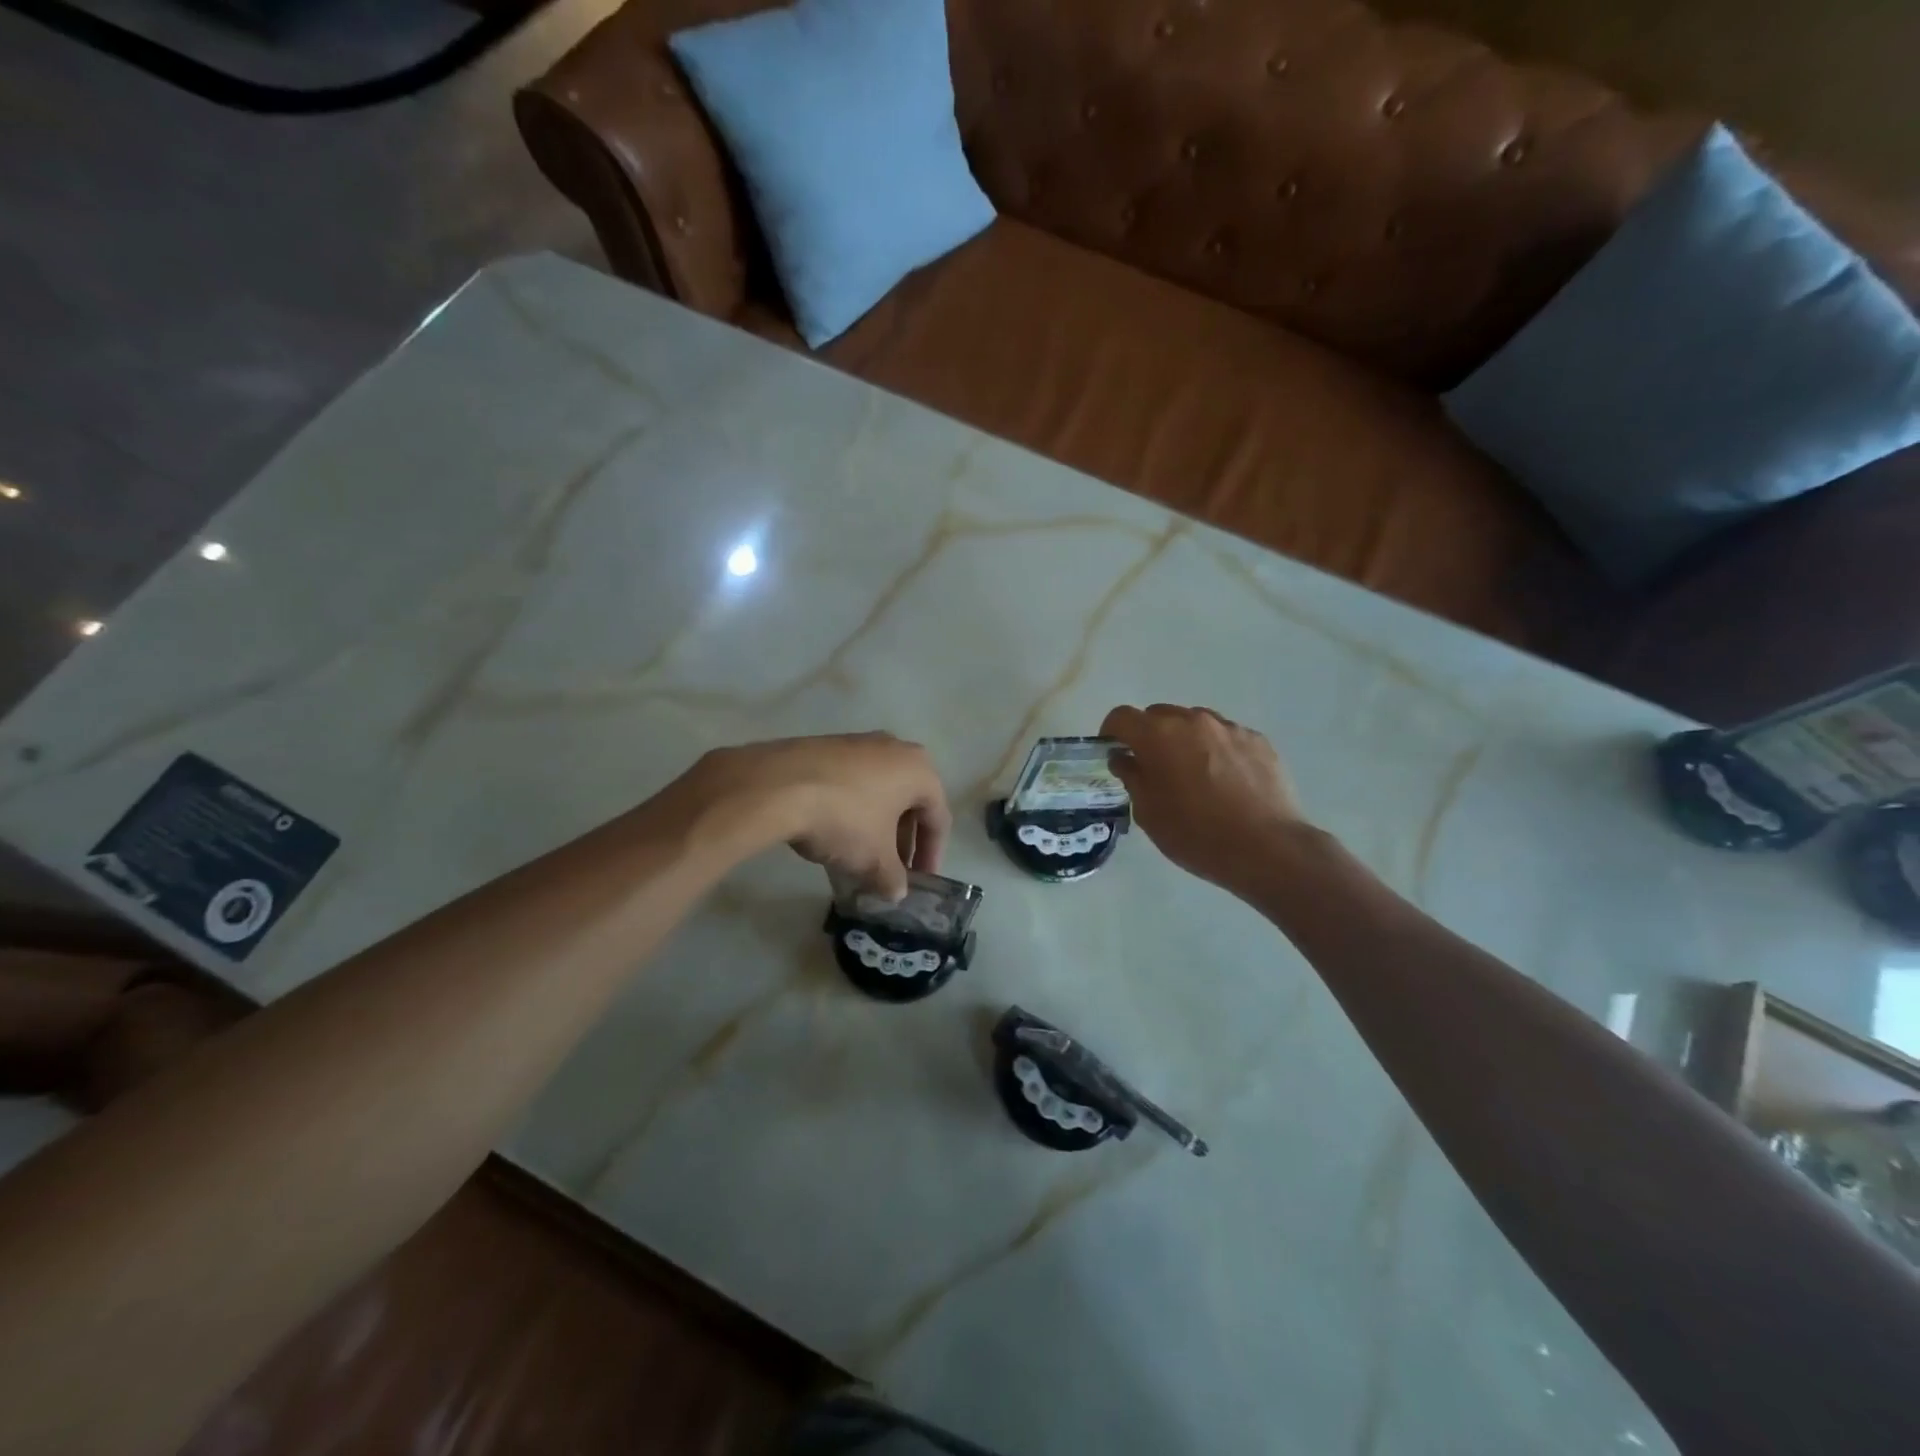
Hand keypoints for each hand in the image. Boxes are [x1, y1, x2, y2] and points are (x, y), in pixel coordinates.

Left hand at [675, 732, 950, 899]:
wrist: (777, 785)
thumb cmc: (844, 819)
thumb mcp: (874, 860)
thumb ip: (893, 878)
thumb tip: (896, 891)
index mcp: (919, 770)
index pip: (938, 818)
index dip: (932, 855)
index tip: (921, 882)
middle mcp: (895, 748)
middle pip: (909, 802)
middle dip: (902, 840)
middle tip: (892, 870)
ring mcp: (858, 743)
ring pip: (879, 791)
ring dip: (876, 826)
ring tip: (861, 857)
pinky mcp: (826, 746)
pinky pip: (852, 783)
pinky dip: (851, 810)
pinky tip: (833, 835)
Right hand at [1101, 704, 1309, 899]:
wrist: (1267, 848)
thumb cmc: (1196, 834)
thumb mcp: (1149, 813)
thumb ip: (1132, 777)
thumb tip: (1124, 758)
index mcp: (1158, 735)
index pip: (1122, 716)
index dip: (1112, 732)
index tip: (1113, 752)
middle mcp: (1193, 721)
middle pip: (1159, 715)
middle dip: (1149, 735)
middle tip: (1153, 767)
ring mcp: (1229, 728)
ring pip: (1195, 723)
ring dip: (1185, 740)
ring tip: (1193, 774)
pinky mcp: (1258, 740)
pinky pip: (1226, 737)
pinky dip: (1216, 750)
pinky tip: (1225, 782)